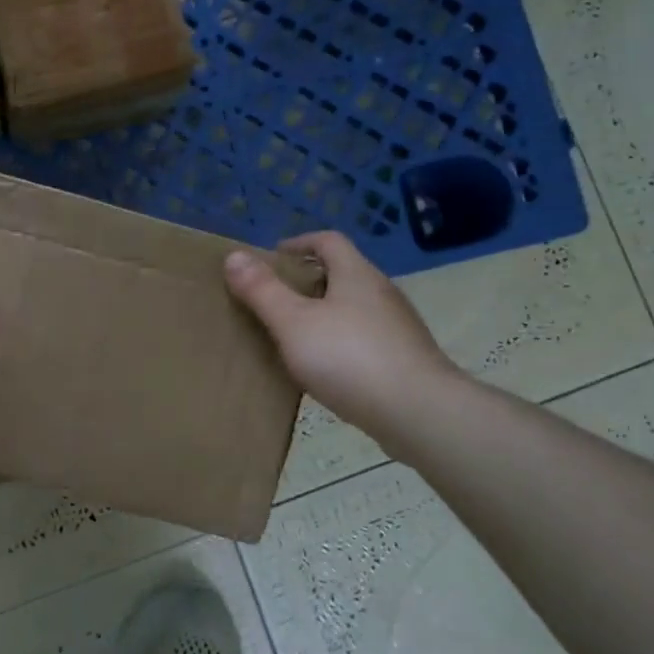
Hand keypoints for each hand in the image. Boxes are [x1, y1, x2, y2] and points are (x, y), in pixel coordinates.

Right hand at [224, 232, 459, 450]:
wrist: (420, 413)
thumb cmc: (350, 358)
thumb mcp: (293, 323)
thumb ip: (263, 291)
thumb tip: (234, 256)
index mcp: (356, 274)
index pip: (328, 241)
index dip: (299, 243)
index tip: (274, 258)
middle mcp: (382, 292)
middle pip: (344, 272)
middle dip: (310, 280)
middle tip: (278, 298)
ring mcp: (398, 326)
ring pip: (356, 307)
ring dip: (327, 313)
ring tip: (298, 335)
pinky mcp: (406, 358)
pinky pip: (366, 338)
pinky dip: (343, 341)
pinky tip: (329, 368)